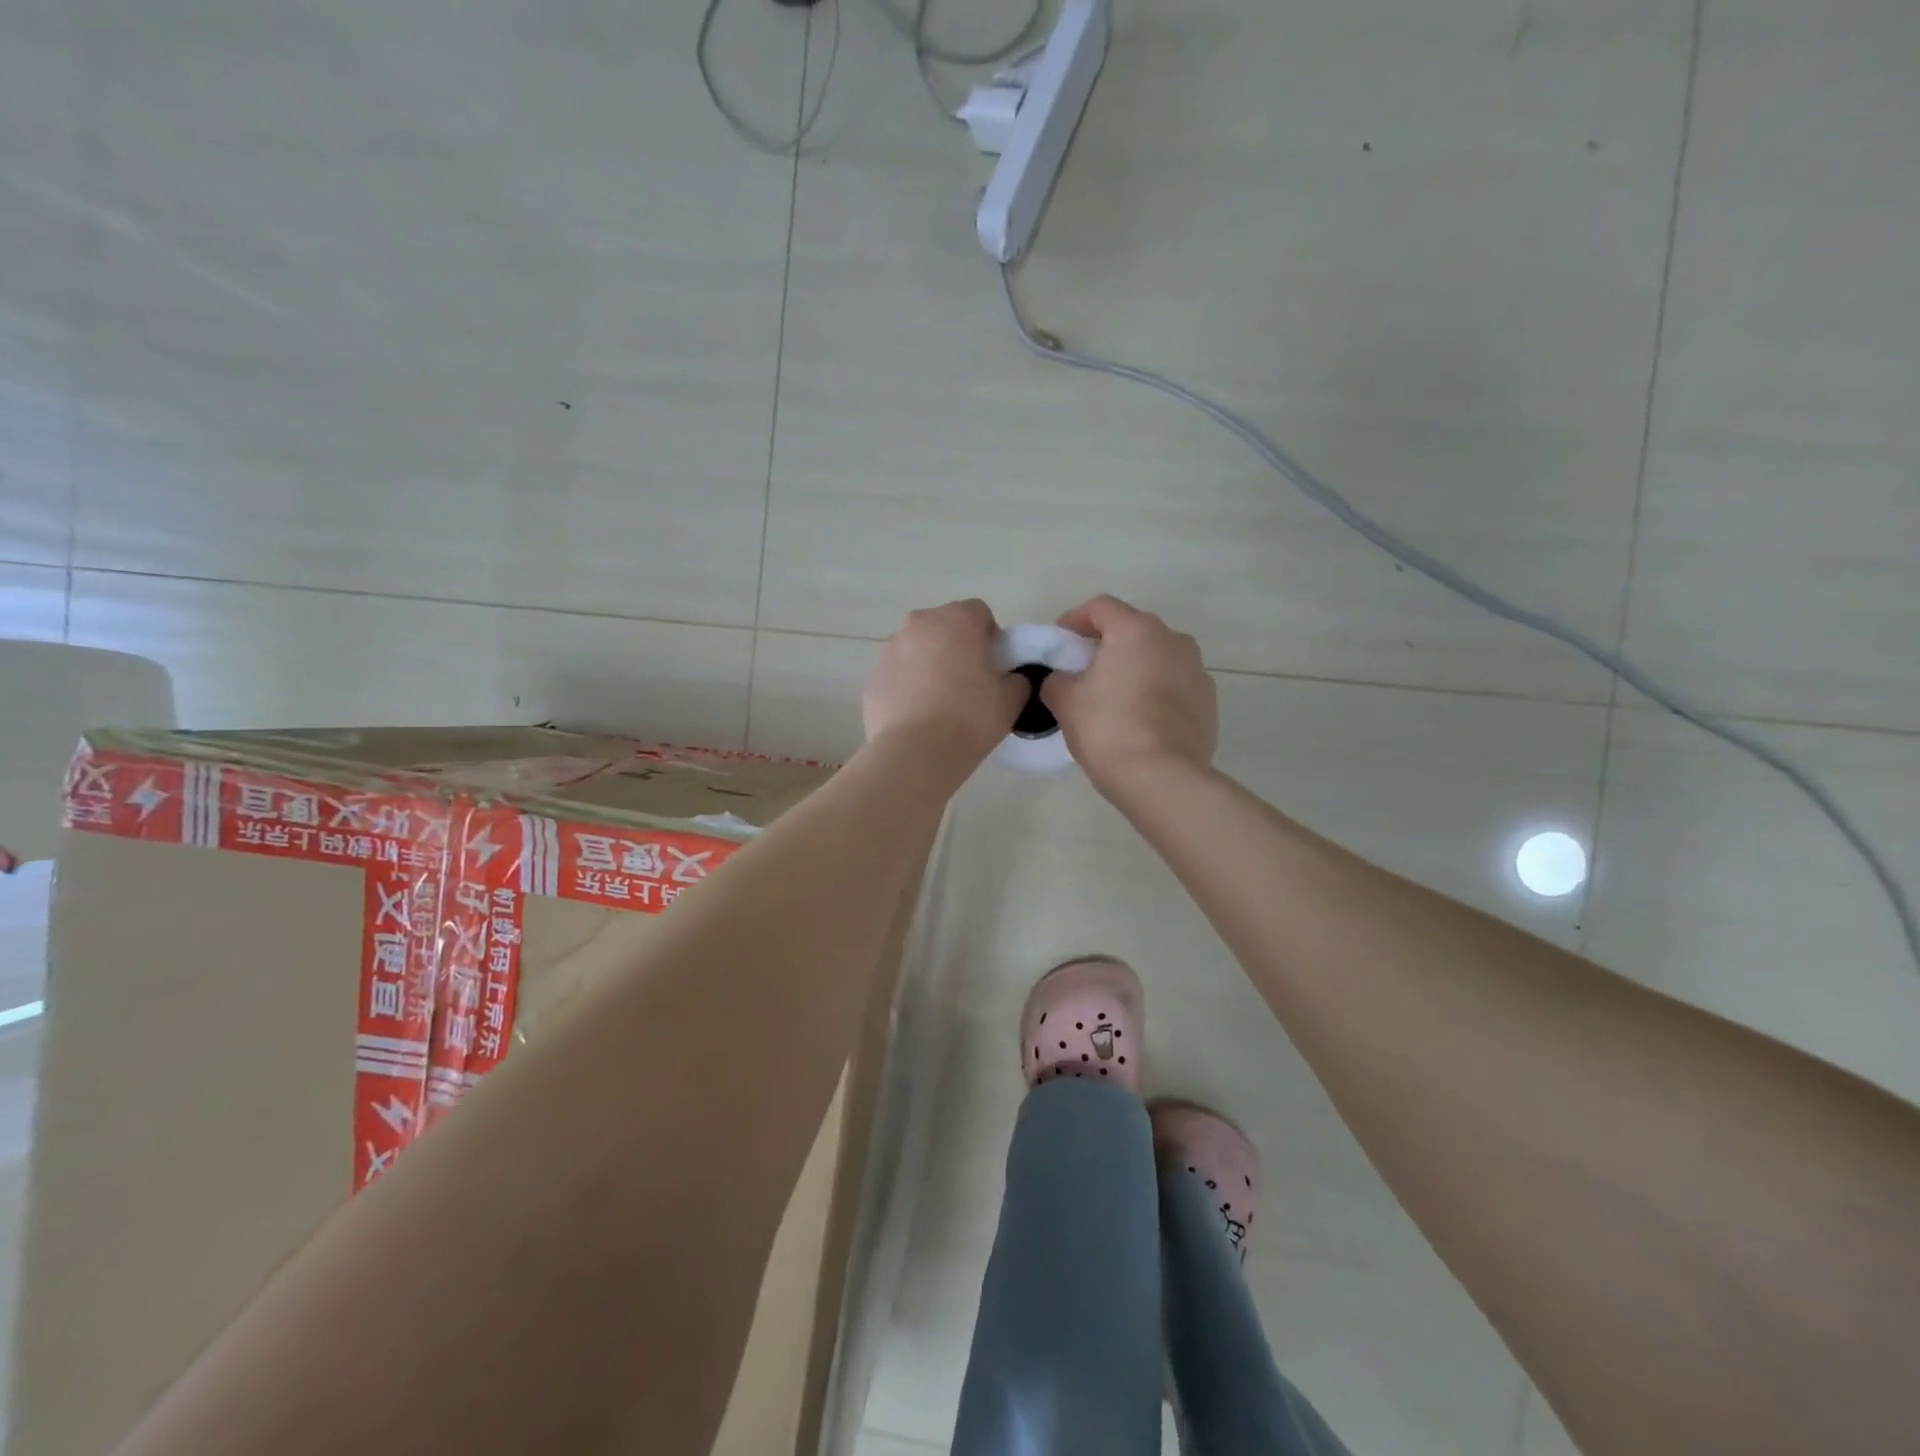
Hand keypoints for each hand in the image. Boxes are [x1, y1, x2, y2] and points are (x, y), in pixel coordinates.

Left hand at [863, 599, 1026, 766]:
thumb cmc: (970, 718)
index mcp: (956, 620)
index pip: (978, 613)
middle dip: (955, 647)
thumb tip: (1009, 679)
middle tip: (968, 684)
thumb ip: (1016, 680)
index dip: (990, 637)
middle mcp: (918, 625)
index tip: (993, 667)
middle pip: (943, 627)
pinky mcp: (872, 679)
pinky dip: (907, 688)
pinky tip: (918, 717)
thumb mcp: (1011, 699)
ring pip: (916, 650)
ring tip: (940, 704)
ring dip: (929, 665)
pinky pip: (897, 676)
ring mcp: (889, 650)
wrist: (916, 753)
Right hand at [1041, 595, 1216, 791]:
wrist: (1161, 776)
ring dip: (1136, 667)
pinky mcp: (1208, 700)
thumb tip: (1063, 679)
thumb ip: (1057, 679)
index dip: (1075, 619)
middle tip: (1085, 669)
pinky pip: (1175, 685)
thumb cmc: (1107, 728)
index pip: (1100, 607)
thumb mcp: (1065, 701)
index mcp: (1135, 630)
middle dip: (1108, 644)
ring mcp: (1197, 669)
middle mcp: (1172, 639)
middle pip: (1133, 630)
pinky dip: (1157, 692)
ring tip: (1116, 696)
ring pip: (1158, 657)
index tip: (1060, 640)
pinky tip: (1142, 719)